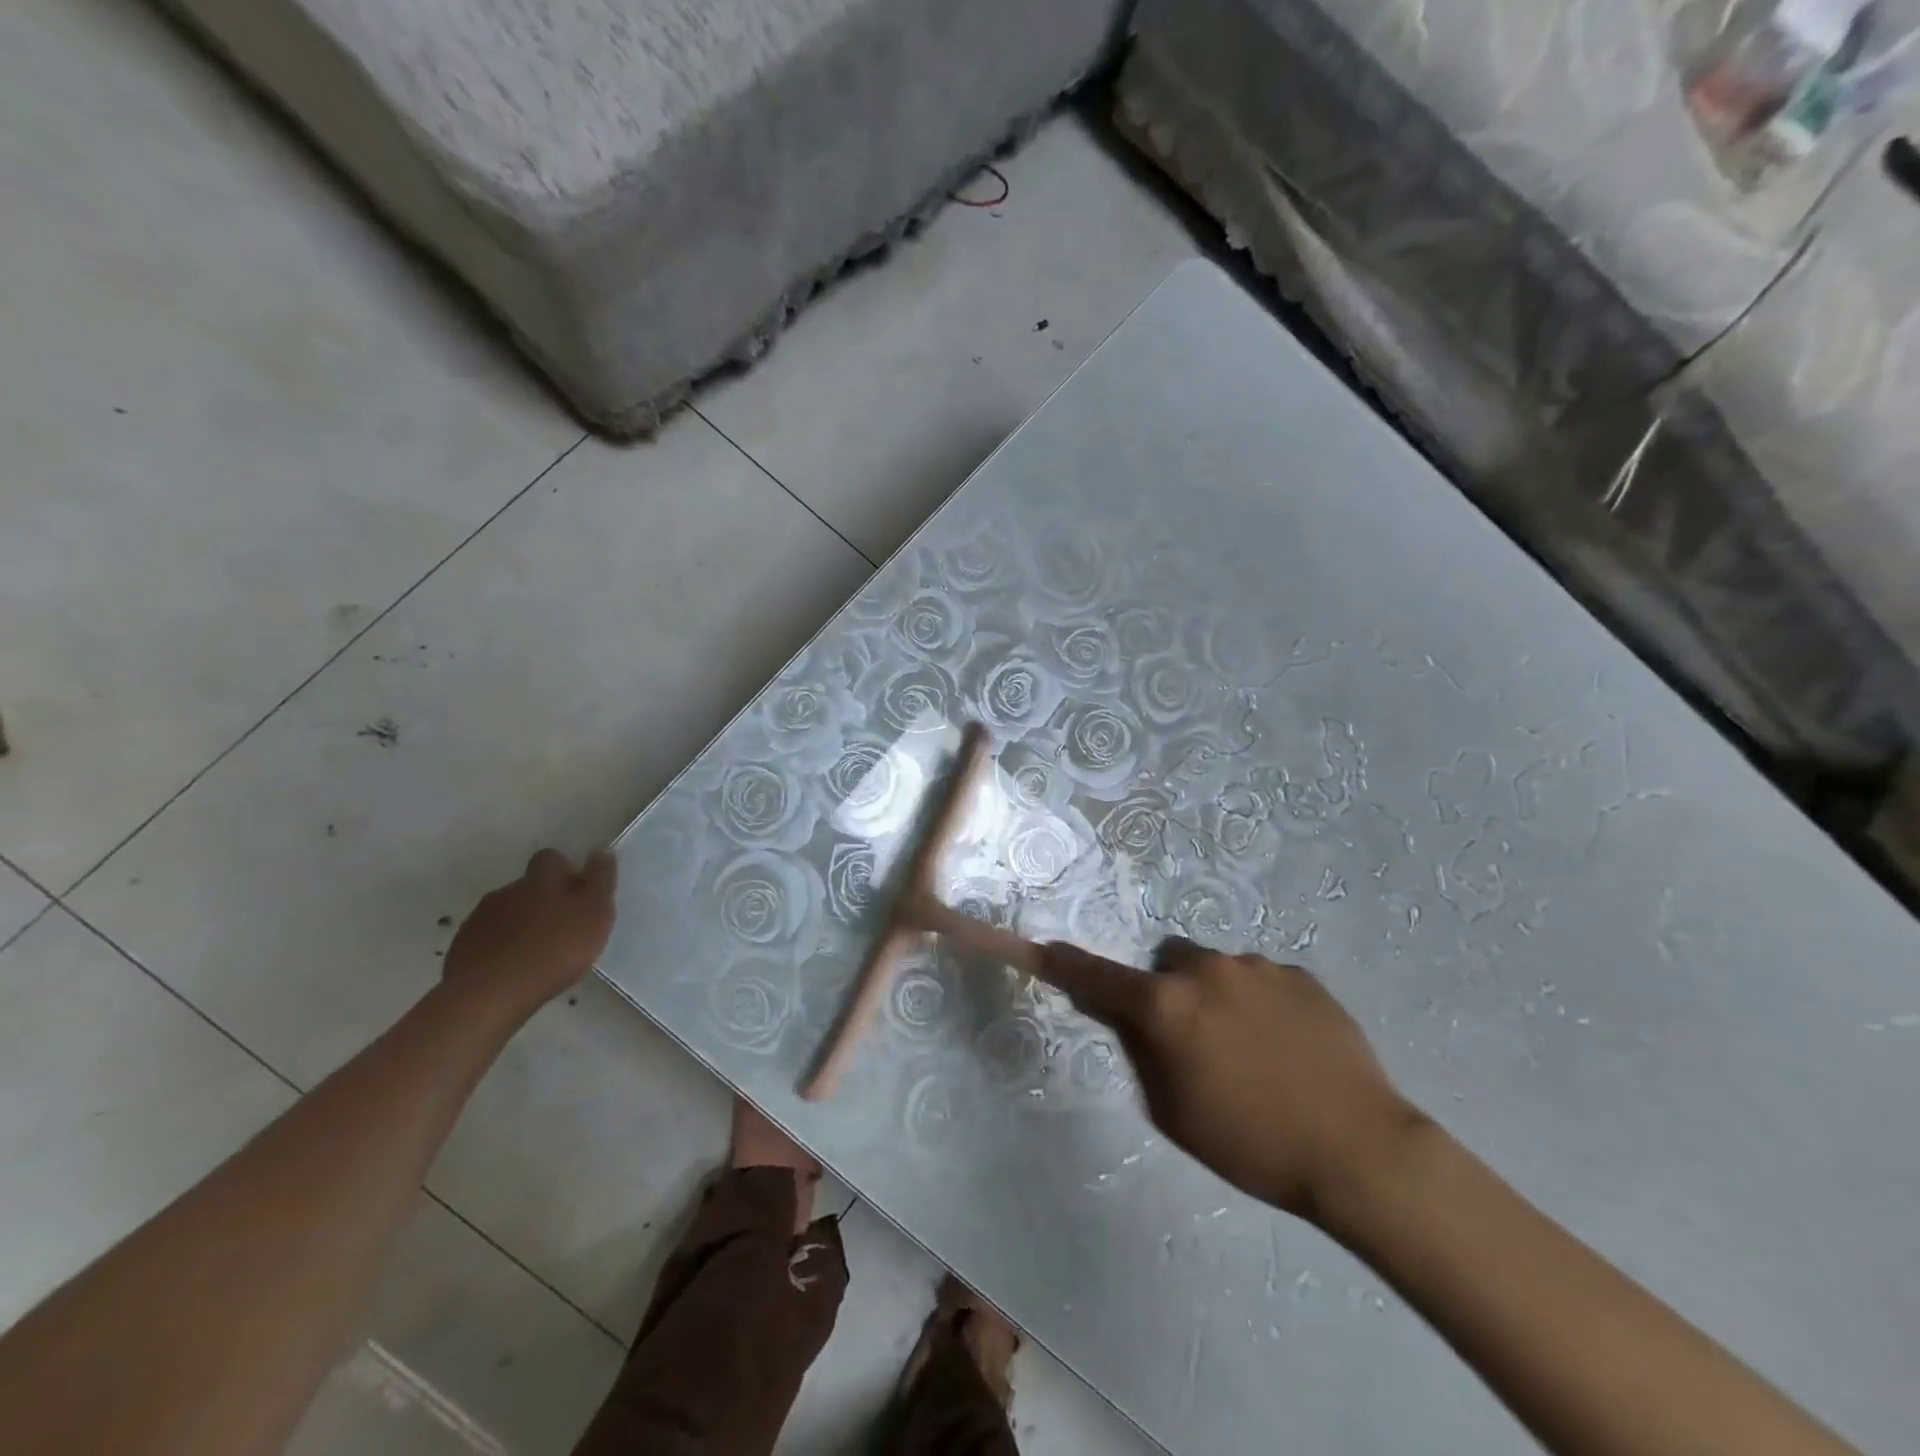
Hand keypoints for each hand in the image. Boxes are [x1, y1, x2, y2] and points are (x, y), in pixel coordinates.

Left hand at [444, 849, 617, 1022]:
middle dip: (545, 899)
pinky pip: (488, 938)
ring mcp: (481, 919)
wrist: (489, 994)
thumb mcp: (594, 913)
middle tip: (564, 926)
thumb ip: (601, 881)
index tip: (579, 892)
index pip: (551, 858)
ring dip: (523, 924)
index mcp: (541, 880)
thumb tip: (601, 852)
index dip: (565, 870)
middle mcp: (508, 891)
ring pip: (508, 912)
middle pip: (528, 886)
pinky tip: (514, 968)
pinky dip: (502, 946)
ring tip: (539, 951)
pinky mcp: (463, 947)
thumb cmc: (553, 950)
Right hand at [1040, 938, 1424, 1227]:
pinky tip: (1286, 1047)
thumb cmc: (1251, 1142)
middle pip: (1165, 965)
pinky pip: (1259, 979)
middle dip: (1166, 991)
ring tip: (1251, 1050)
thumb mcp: (1172, 1111)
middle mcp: (1205, 970)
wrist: (1361, 1151)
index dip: (1062, 962)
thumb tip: (1124, 1015)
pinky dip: (1257, 1002)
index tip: (1038, 945)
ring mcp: (1257, 966)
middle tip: (1191, 1040)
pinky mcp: (1300, 974)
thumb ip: (1139, 1051)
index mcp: (1166, 1005)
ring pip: (1214, 969)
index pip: (1097, 976)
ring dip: (1214, 996)